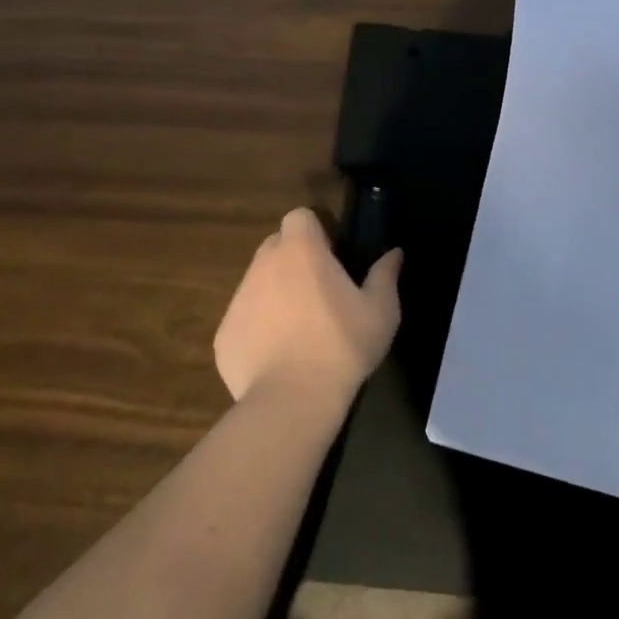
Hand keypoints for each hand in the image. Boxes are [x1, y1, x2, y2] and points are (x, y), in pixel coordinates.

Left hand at [214, 208, 401, 408]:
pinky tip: (278, 358)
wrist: (292, 401)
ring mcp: (238, 299)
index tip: (331, 257)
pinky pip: (243, 320)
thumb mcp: (380, 311)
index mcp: (301, 250)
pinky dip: (258, 330)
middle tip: (318, 292)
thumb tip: (394, 253)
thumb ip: (385, 275)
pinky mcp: (223, 335)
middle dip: (293, 260)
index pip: (299, 217)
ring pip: (257, 282)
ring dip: (275, 294)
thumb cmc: (342, 346)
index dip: (314, 231)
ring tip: (299, 330)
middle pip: (276, 246)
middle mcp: (263, 264)